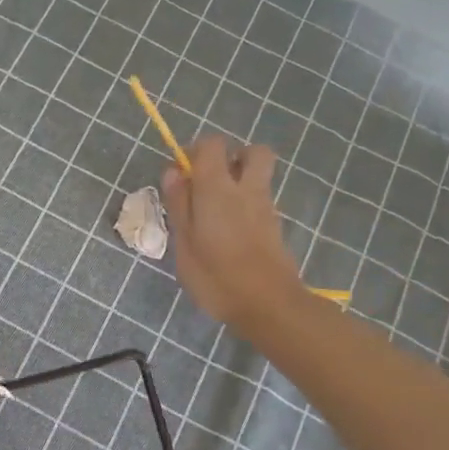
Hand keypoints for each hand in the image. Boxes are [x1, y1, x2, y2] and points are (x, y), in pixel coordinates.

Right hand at [162, 135, 305, 332]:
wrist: (269, 305)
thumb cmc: (216, 276)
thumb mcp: (184, 243)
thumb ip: (179, 204)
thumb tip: (173, 172)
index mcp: (217, 187)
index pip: (213, 144)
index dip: (195, 151)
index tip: (181, 175)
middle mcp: (247, 188)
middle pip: (252, 152)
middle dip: (232, 157)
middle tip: (210, 182)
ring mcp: (266, 206)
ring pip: (258, 176)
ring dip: (240, 182)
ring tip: (216, 212)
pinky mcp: (275, 226)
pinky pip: (261, 200)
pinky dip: (247, 204)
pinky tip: (229, 232)